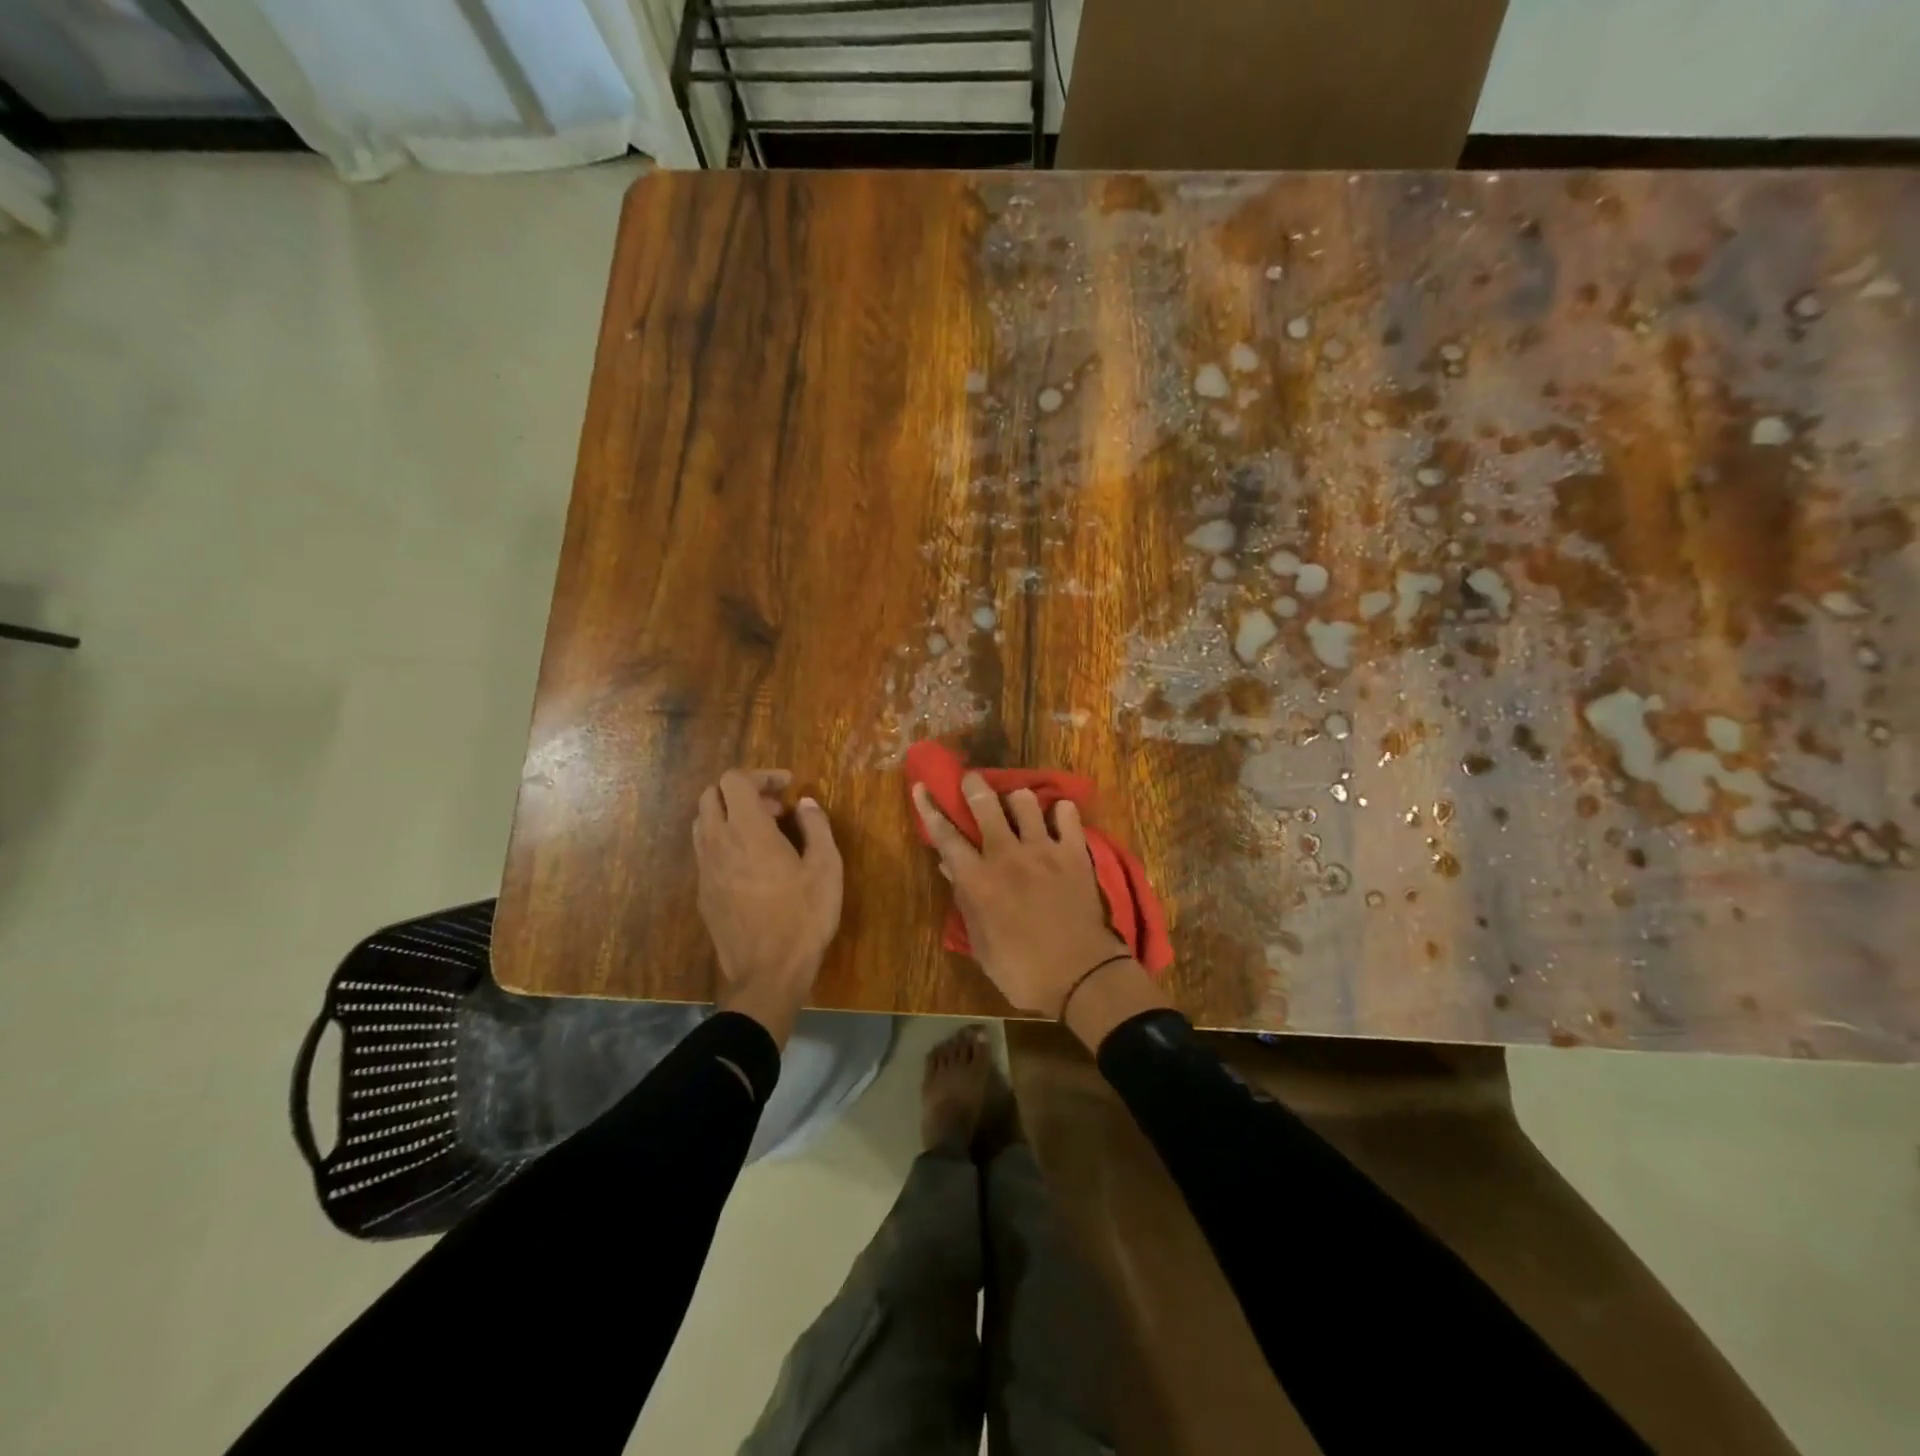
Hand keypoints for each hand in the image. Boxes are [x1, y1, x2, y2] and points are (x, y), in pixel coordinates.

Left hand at [694, 769, 842, 1042]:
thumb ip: (816, 826)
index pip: (734, 780)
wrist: (767, 974)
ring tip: (763, 834)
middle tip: (775, 809)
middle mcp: (718, 842)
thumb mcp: (826, 868)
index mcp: (748, 830)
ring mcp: (705, 869)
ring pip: (703, 822)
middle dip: (742, 791)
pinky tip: (752, 864)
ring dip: (729, 816)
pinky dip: (724, 841)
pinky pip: (705, 851)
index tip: (787, 786)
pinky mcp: (702, 893)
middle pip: (711, 795)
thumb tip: (805, 804)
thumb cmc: (803, 917)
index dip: (761, 775)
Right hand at [912, 773, 1130, 1017]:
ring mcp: (1043, 850)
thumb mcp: (981, 943)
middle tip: (973, 783)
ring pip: (1025, 800)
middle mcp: (1007, 855)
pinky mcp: (1075, 852)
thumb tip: (950, 867)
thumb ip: (965, 901)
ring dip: (1017, 801)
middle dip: (974, 786)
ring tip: (1019, 810)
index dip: (930, 808)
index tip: (922, 786)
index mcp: (978, 880)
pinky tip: (1057, 821)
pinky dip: (1060, 813)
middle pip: (985, 803)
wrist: (1080, 977)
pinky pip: (1067, 814)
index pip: (946, 835)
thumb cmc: (1021, 970)